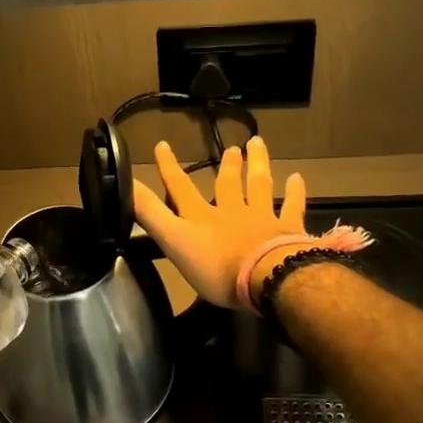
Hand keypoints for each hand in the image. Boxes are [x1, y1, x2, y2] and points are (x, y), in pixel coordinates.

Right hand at [132, 137, 306, 307]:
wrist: (267, 277)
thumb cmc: (216, 266)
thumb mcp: (173, 240)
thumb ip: (150, 214)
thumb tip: (125, 183)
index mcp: (201, 217)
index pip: (180, 188)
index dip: (169, 168)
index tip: (162, 145)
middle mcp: (231, 210)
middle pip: (228, 183)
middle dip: (227, 164)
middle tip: (232, 148)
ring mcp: (261, 218)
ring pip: (259, 186)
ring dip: (257, 165)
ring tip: (257, 145)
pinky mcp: (287, 230)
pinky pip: (291, 207)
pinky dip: (294, 192)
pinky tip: (297, 178)